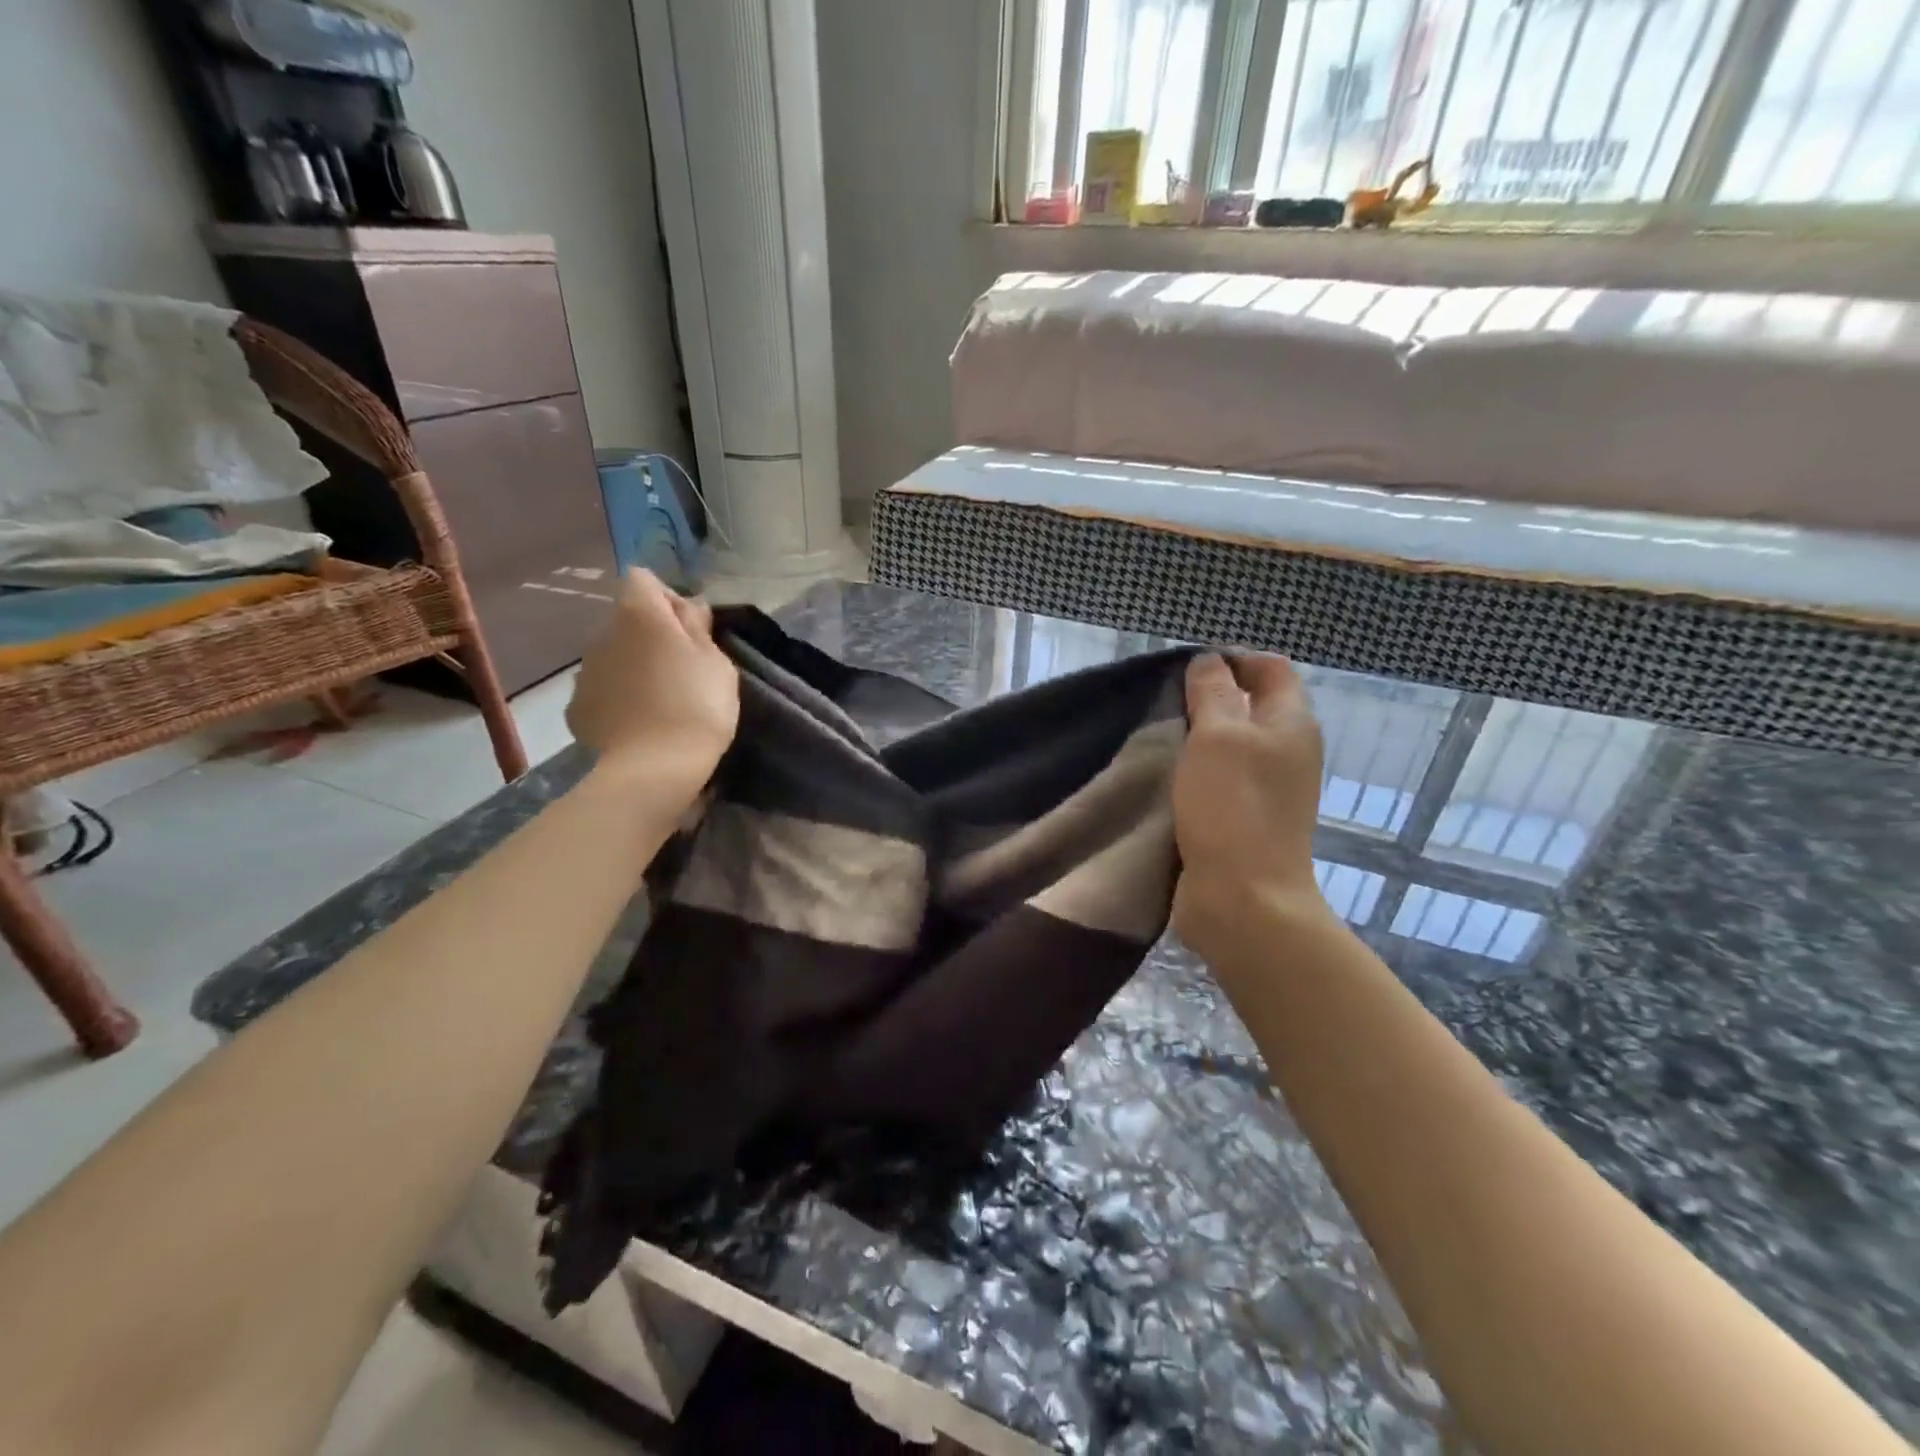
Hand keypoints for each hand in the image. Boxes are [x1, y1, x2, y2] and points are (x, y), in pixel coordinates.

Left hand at [567, 569, 738, 799]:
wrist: (655, 768)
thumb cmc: (697, 706)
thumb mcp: (717, 662)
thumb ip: (698, 627)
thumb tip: (687, 606)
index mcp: (638, 614)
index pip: (642, 579)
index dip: (668, 599)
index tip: (690, 630)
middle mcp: (602, 633)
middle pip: (627, 619)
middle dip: (651, 635)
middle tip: (682, 669)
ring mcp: (584, 672)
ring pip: (613, 655)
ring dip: (634, 666)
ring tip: (662, 700)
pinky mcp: (577, 708)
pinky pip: (602, 689)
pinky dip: (619, 698)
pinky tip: (640, 722)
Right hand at [1172, 653, 1327, 961]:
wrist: (1243, 899)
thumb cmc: (1232, 808)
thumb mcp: (1218, 736)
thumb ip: (1213, 692)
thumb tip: (1209, 661)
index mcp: (1291, 723)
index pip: (1270, 668)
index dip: (1232, 659)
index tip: (1186, 668)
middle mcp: (1287, 751)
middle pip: (1250, 705)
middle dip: (1209, 697)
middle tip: (1164, 701)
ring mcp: (1268, 789)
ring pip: (1231, 744)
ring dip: (1197, 737)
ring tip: (1158, 735)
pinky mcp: (1244, 818)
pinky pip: (1219, 779)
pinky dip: (1194, 771)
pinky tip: (1164, 775)